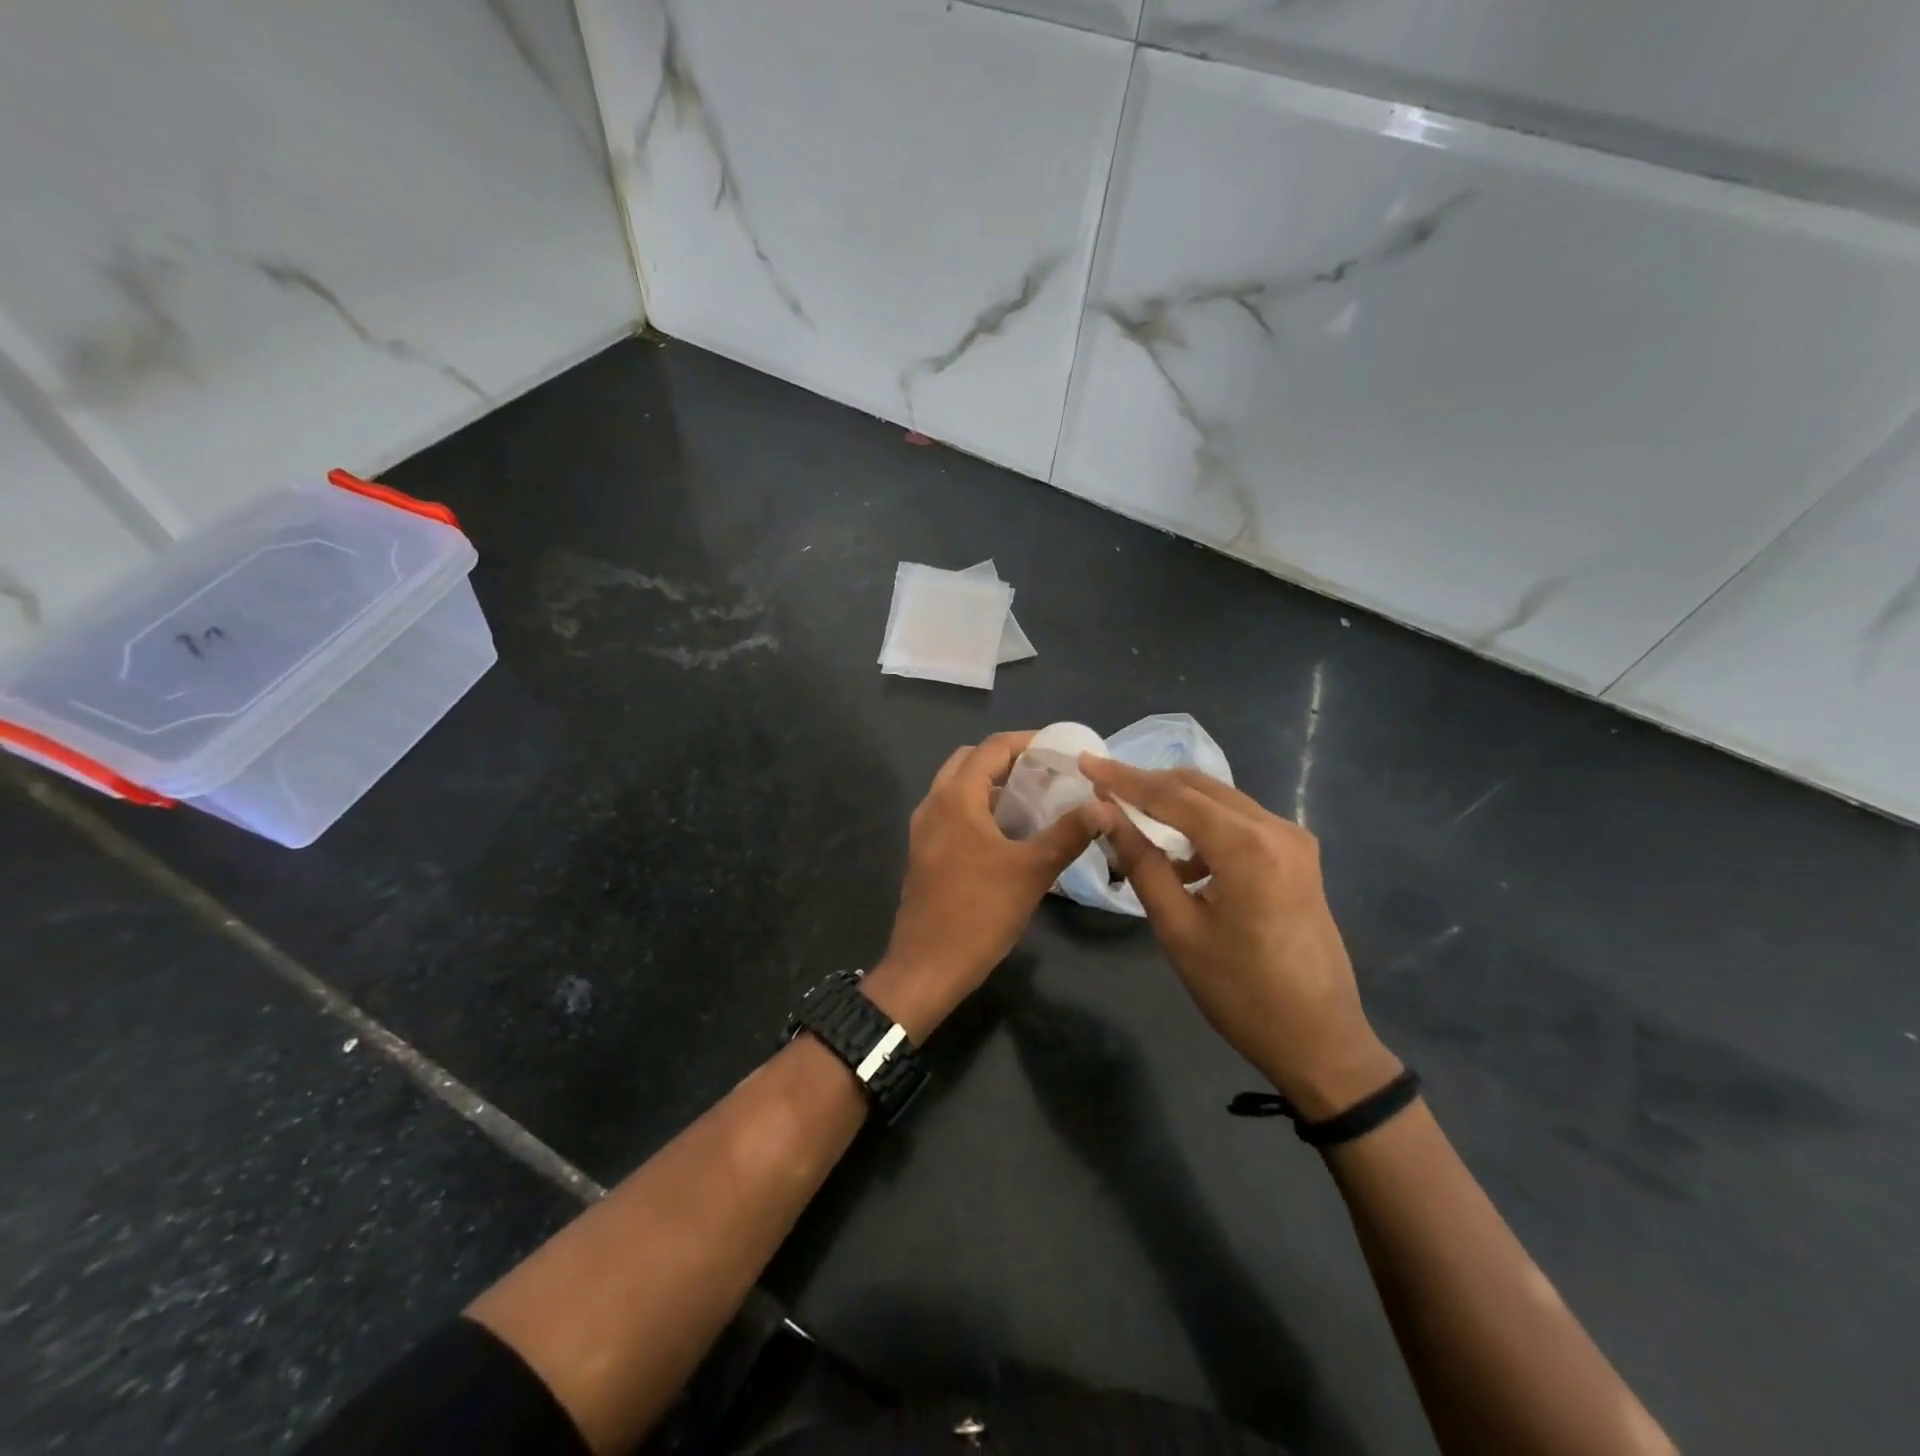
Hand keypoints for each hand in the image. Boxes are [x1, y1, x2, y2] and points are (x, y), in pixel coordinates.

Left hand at [866, 732, 1117, 1041]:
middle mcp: (934, 804)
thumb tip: (1103, 807)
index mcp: (956, 798)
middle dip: (1007, 760)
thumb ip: (1068, 833)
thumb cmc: (979, 913)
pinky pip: (952, 813)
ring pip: (958, 788)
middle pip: (970, 762)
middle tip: (1045, 772)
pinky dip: (979, 808)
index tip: (1059, 749)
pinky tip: (1008, 833)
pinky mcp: (924, 852)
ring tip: (1033, 799)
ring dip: (992, 785)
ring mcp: (924, 830)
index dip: (1027, 742)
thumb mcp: (1032, 871)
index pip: (992, 748)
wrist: (927, 967)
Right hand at [1079, 757, 1399, 1117]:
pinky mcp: (1298, 856)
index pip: (1172, 796)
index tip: (1086, 760)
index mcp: (1247, 846)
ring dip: (1175, 804)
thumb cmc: (1241, 992)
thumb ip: (1141, 862)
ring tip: (1132, 822)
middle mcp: (1276, 829)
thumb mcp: (1178, 928)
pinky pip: (1240, 822)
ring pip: (1220, 800)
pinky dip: (1204, 826)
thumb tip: (1104, 813)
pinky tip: (1181, 858)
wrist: (1321, 1041)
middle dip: (1148, 784)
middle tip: (1102, 788)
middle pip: (1199, 787)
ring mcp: (1293, 840)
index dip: (1124, 778)